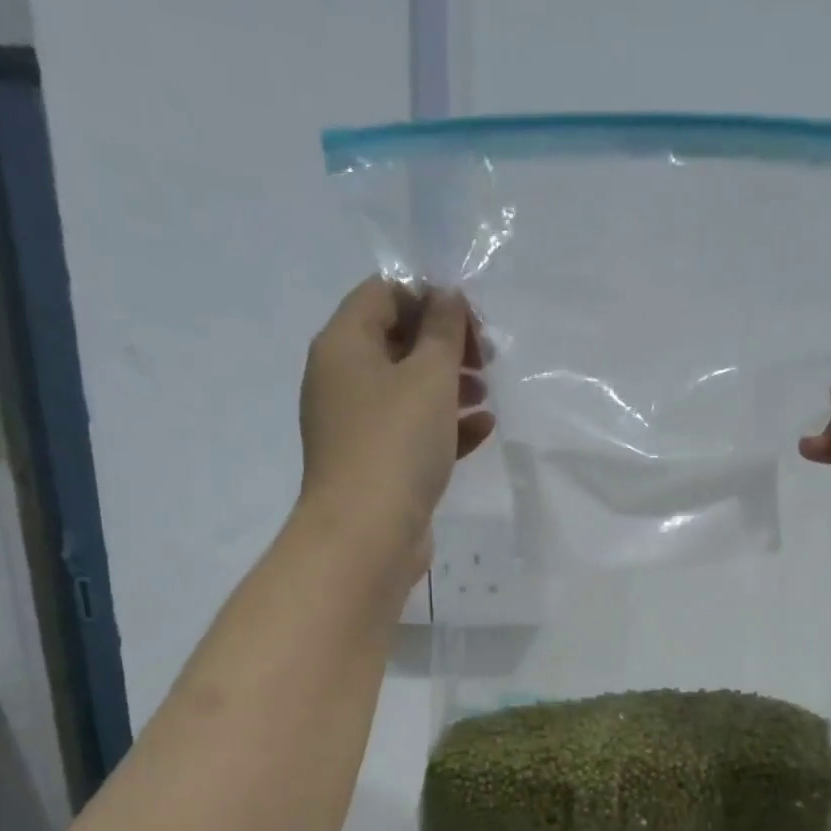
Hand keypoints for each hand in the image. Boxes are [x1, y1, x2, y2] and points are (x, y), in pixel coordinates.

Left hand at [297, 277, 493, 559]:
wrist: (366, 536)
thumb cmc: (396, 445)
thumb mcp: (428, 377)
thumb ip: (443, 331)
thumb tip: (445, 296)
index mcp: (344, 345)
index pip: (384, 294)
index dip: (430, 297)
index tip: (472, 320)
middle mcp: (342, 380)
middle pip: (397, 342)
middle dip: (445, 345)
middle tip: (486, 359)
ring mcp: (357, 426)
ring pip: (408, 390)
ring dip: (450, 386)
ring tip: (487, 395)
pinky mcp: (376, 465)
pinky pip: (412, 432)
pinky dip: (445, 426)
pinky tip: (483, 430)